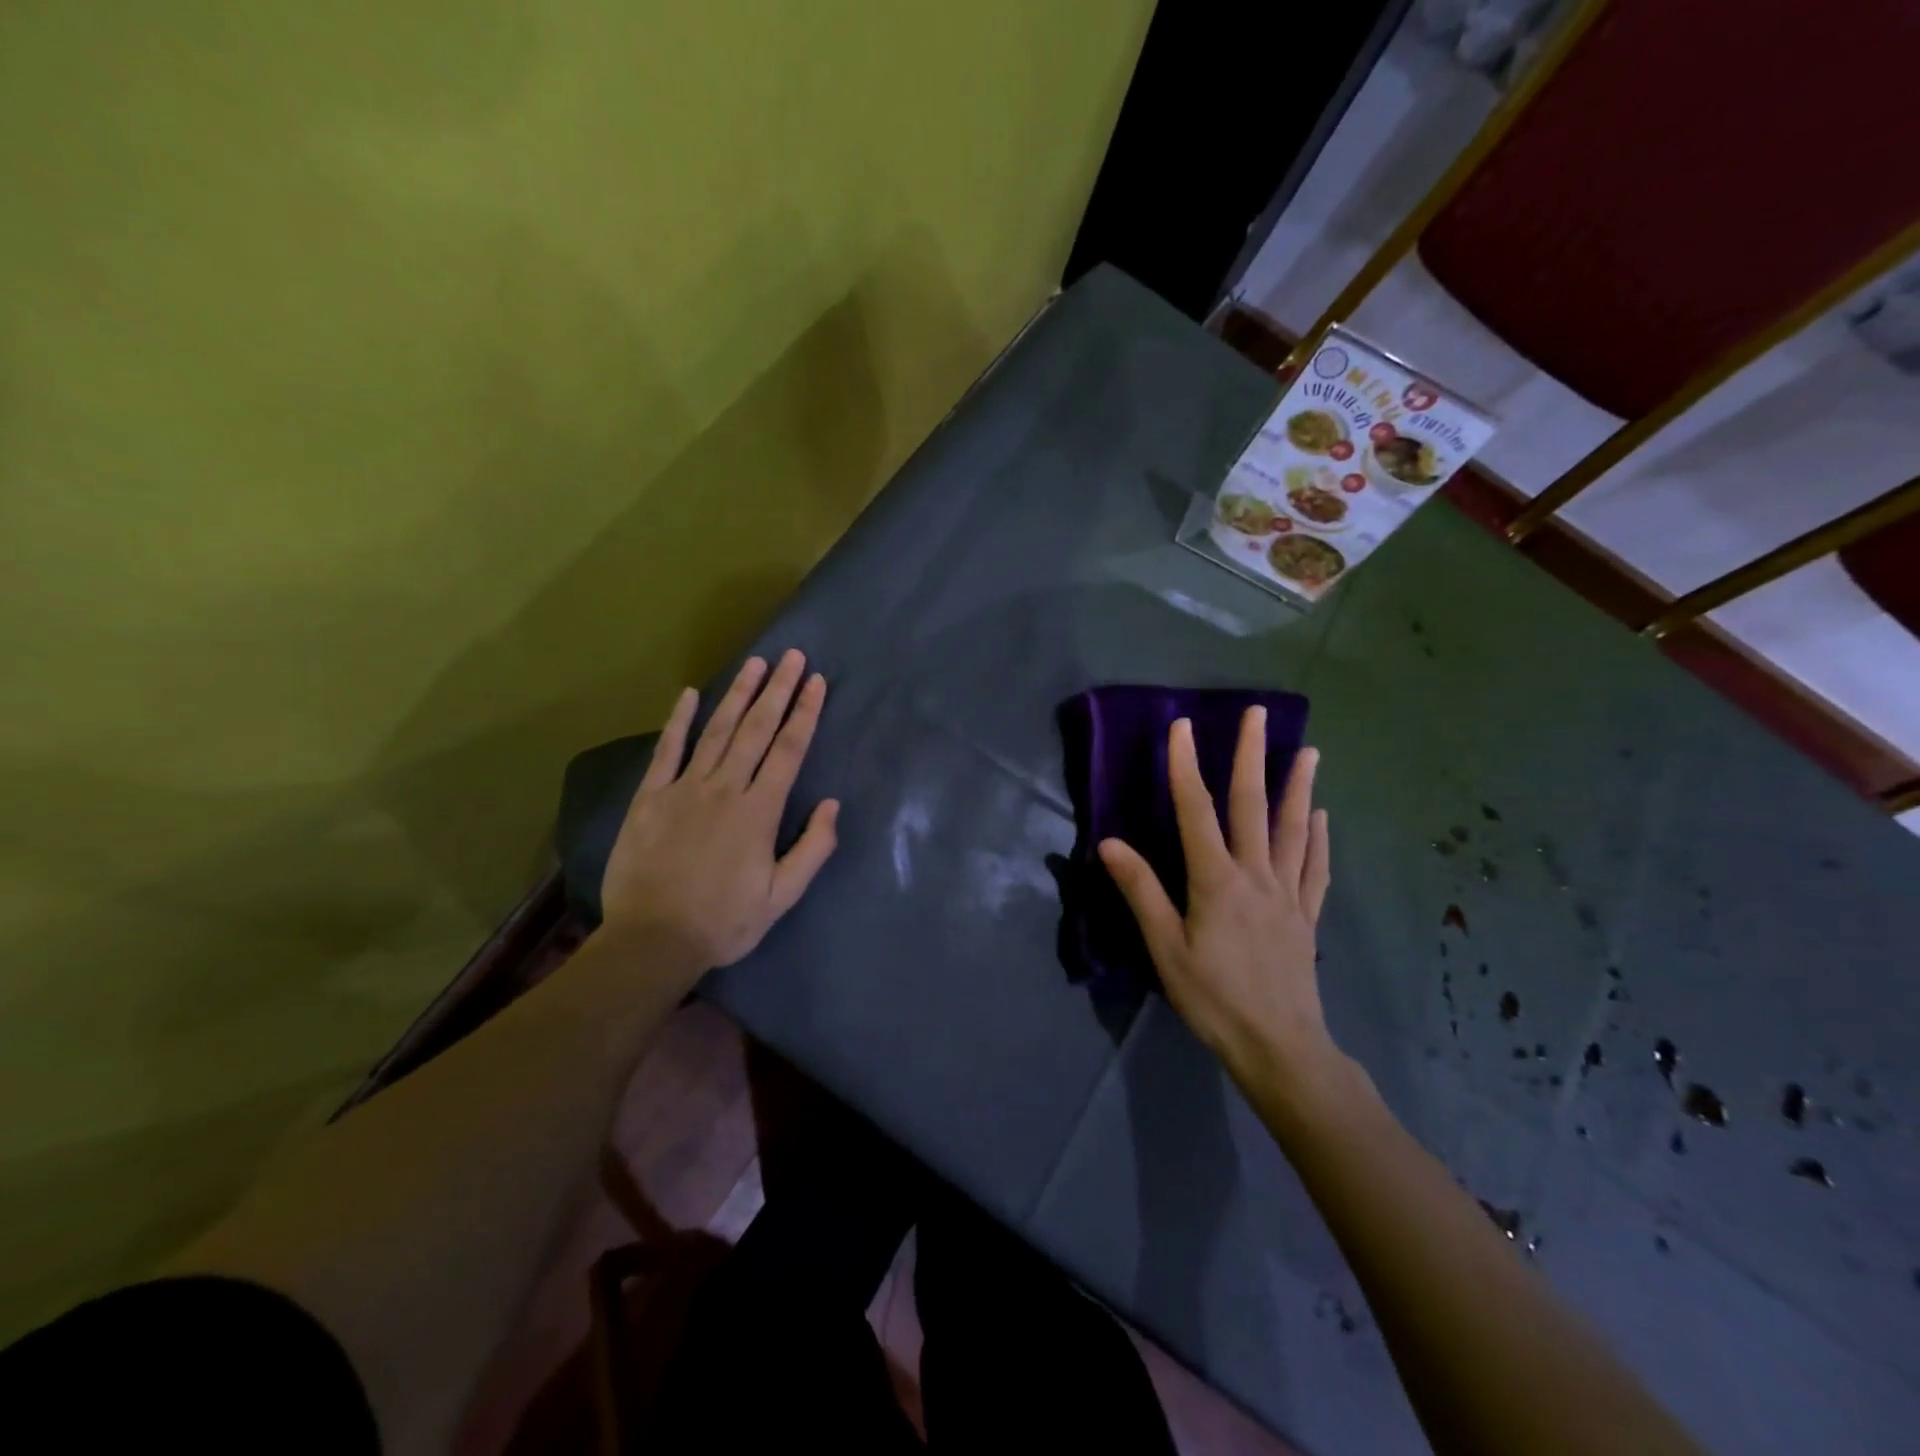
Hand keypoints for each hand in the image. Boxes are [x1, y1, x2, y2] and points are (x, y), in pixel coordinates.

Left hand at [601, 650, 839, 975]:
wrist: (652, 941)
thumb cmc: (724, 921)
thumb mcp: (781, 897)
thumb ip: (812, 849)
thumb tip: (832, 804)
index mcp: (759, 811)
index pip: (788, 750)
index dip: (804, 713)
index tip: (816, 682)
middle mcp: (724, 789)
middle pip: (756, 730)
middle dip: (777, 690)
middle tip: (792, 656)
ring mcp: (683, 789)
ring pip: (717, 731)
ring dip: (738, 694)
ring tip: (755, 663)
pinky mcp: (650, 797)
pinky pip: (667, 750)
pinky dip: (679, 720)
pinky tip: (690, 694)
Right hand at [1098, 712, 1338, 1101]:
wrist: (1279, 1047)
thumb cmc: (1214, 998)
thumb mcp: (1165, 948)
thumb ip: (1141, 891)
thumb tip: (1109, 843)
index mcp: (1216, 880)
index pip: (1196, 810)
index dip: (1185, 765)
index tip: (1182, 725)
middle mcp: (1256, 875)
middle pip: (1252, 805)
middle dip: (1252, 756)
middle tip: (1259, 714)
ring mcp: (1288, 894)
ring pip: (1293, 830)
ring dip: (1298, 787)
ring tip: (1309, 751)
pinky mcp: (1306, 916)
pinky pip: (1316, 868)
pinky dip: (1320, 839)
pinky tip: (1322, 817)